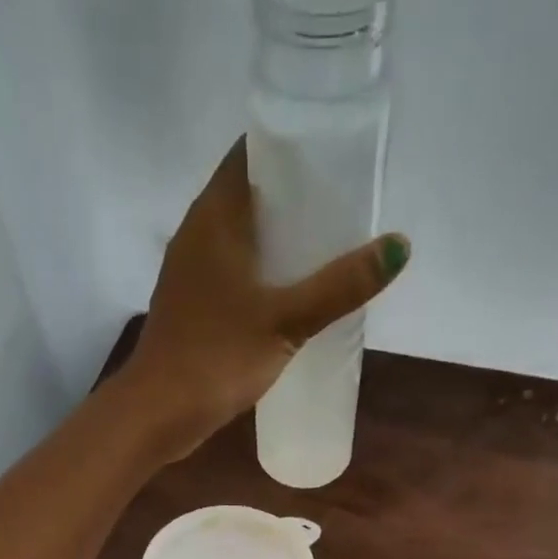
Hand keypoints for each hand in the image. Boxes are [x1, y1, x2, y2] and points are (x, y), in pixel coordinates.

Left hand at [123, 138, 409, 443]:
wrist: (158, 413)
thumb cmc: (218, 357)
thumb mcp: (287, 321)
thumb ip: (340, 286)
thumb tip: (399, 246)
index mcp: (214, 216)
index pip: (251, 151)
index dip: (292, 144)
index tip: (334, 154)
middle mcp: (197, 233)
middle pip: (249, 194)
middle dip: (294, 196)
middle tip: (342, 205)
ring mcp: (190, 272)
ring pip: (241, 237)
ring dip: (278, 239)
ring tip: (326, 247)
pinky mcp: (191, 306)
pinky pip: (232, 272)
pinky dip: (261, 273)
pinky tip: (290, 295)